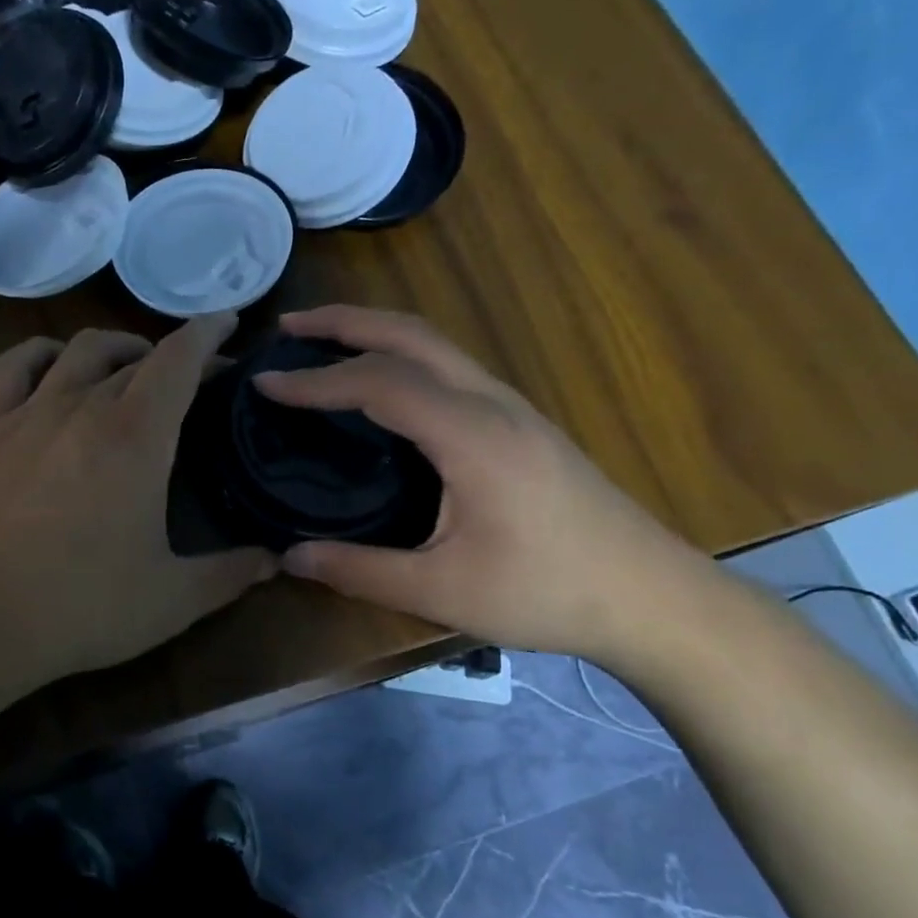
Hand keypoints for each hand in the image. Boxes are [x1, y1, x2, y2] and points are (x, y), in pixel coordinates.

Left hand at [0, 314, 277, 696]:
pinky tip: (53, 366)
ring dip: (115, 347)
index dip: (208, 333)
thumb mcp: (172, 599)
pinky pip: (15, 366)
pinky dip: (42, 354)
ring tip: (130, 365)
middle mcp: (84, 406)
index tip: (228, 322)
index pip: (179, 359)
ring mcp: (29, 412)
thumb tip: (274, 558)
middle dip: (173, 356)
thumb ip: (230, 574)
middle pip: (136, 357)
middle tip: (193, 379)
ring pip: (79, 351)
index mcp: (137, 436)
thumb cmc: (80, 606)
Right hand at [255, 306, 714, 667]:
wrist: (652, 596)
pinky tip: (382, 383)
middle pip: (411, 334)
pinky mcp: (520, 421)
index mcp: (471, 434)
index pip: (378, 382)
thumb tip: (290, 557)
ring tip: (324, 341)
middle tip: (289, 326)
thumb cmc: (548, 593)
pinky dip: (402, 355)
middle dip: (345, 321)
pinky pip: (450, 365)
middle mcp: (491, 403)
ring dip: (375, 331)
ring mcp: (512, 406)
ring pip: (435, 343)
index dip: (316, 379)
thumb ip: (361, 570)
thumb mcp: (443, 589)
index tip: (265, 381)